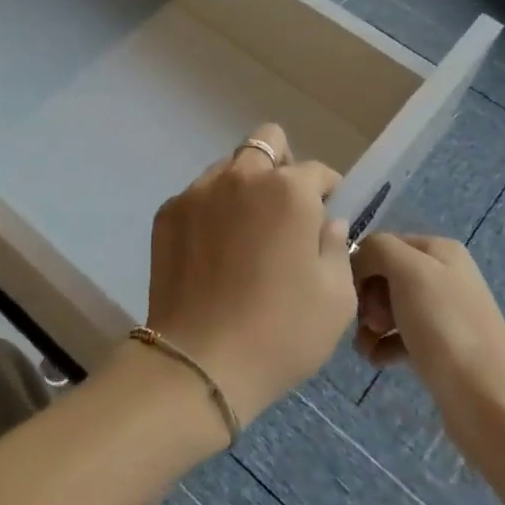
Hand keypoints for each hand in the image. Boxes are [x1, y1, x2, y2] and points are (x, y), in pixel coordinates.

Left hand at [147, 124, 353, 428]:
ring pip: (228, 167)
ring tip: (244, 233)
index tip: (326, 217)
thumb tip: (326, 222)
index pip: (317, 171)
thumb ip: (336, 247)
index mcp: (289, 191)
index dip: (327, 192)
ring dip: (243, 186)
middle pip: (266, 142)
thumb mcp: (336, 298)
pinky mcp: (168, 212)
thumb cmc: (281, 332)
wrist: (200, 362)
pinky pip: (198, 195)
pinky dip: (211, 210)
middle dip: (281, 166)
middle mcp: (242, 177)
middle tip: (284, 211)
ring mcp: (199, 191)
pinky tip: (213, 252)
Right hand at [351, 233, 504, 442]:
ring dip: (370, 324)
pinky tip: (375, 360)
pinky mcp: (440, 348)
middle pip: (386, 276)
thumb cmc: (444, 326)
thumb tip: (359, 260)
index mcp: (440, 250)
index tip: (350, 293)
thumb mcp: (408, 270)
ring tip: (364, 347)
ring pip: (390, 308)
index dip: (361, 265)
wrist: (486, 399)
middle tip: (365, 322)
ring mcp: (444, 314)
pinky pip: (400, 337)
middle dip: (367, 297)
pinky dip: (383, 345)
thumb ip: (378, 249)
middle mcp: (444, 276)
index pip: (383, 244)